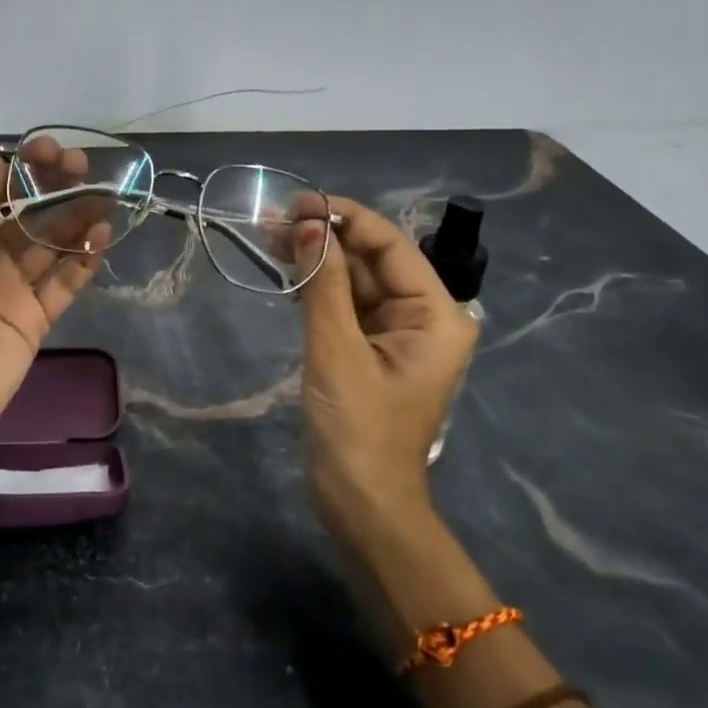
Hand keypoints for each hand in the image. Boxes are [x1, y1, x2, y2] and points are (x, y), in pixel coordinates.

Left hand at [0, 142, 108, 463]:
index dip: (20, 168)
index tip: (48, 149)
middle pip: (28, 213)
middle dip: (54, 187)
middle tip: (82, 166)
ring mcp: (15, 289)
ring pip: (53, 243)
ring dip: (77, 218)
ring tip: (104, 197)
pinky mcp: (37, 319)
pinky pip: (66, 283)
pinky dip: (85, 260)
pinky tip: (102, 239)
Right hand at [296, 197, 477, 551]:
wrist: (362, 504)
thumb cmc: (358, 429)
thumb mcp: (337, 352)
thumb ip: (325, 285)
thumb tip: (309, 226)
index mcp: (436, 314)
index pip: (391, 246)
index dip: (345, 218)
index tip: (298, 203)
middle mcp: (423, 317)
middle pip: (373, 261)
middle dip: (325, 240)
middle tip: (272, 223)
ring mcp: (396, 336)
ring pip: (355, 282)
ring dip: (318, 262)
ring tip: (271, 240)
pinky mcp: (370, 352)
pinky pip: (346, 308)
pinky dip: (318, 290)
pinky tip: (288, 274)